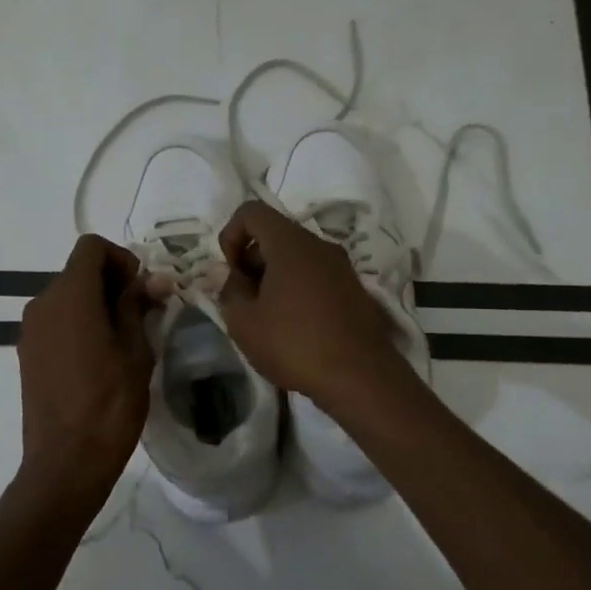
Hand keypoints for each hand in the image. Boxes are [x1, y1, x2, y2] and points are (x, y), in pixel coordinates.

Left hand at [17, 235, 154, 504]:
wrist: (66, 462)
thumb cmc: (110, 404)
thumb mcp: (136, 351)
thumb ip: (138, 307)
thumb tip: (153, 280)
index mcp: (70, 296)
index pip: (91, 247)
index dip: (121, 258)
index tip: (143, 290)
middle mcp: (42, 304)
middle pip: (78, 272)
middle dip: (112, 283)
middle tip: (142, 316)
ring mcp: (30, 330)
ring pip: (67, 298)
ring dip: (96, 305)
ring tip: (123, 341)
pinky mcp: (27, 354)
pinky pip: (56, 323)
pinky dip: (79, 325)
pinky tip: (99, 360)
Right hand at [217, 201, 404, 407]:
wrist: (360, 377)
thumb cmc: (294, 344)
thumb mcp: (244, 322)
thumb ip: (230, 290)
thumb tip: (230, 276)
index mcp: (290, 243)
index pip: (252, 211)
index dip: (231, 234)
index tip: (230, 272)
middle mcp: (319, 245)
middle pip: (275, 234)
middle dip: (252, 260)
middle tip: (244, 299)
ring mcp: (341, 266)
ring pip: (297, 256)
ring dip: (274, 277)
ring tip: (267, 317)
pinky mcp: (354, 289)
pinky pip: (316, 275)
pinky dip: (297, 288)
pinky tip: (294, 326)